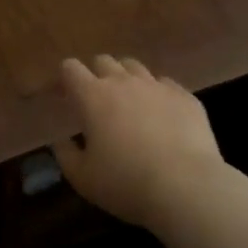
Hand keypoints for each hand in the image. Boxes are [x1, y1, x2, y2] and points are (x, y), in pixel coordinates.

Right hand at [53, 56, 228, 228]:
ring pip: (135, 67)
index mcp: (93, 96)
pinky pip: (165, 84)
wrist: (186, 186)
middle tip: (97, 102)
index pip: (71, 68)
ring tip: (130, 104)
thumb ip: (65, 154)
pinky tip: (161, 115)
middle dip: (96, 75)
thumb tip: (61, 141)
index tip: (65, 96)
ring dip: (127, 79)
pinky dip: (157, 94)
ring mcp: (157, 86)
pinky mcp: (185, 96)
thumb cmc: (126, 183)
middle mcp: (124, 82)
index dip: (65, 78)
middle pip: (103, 61)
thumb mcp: (82, 178)